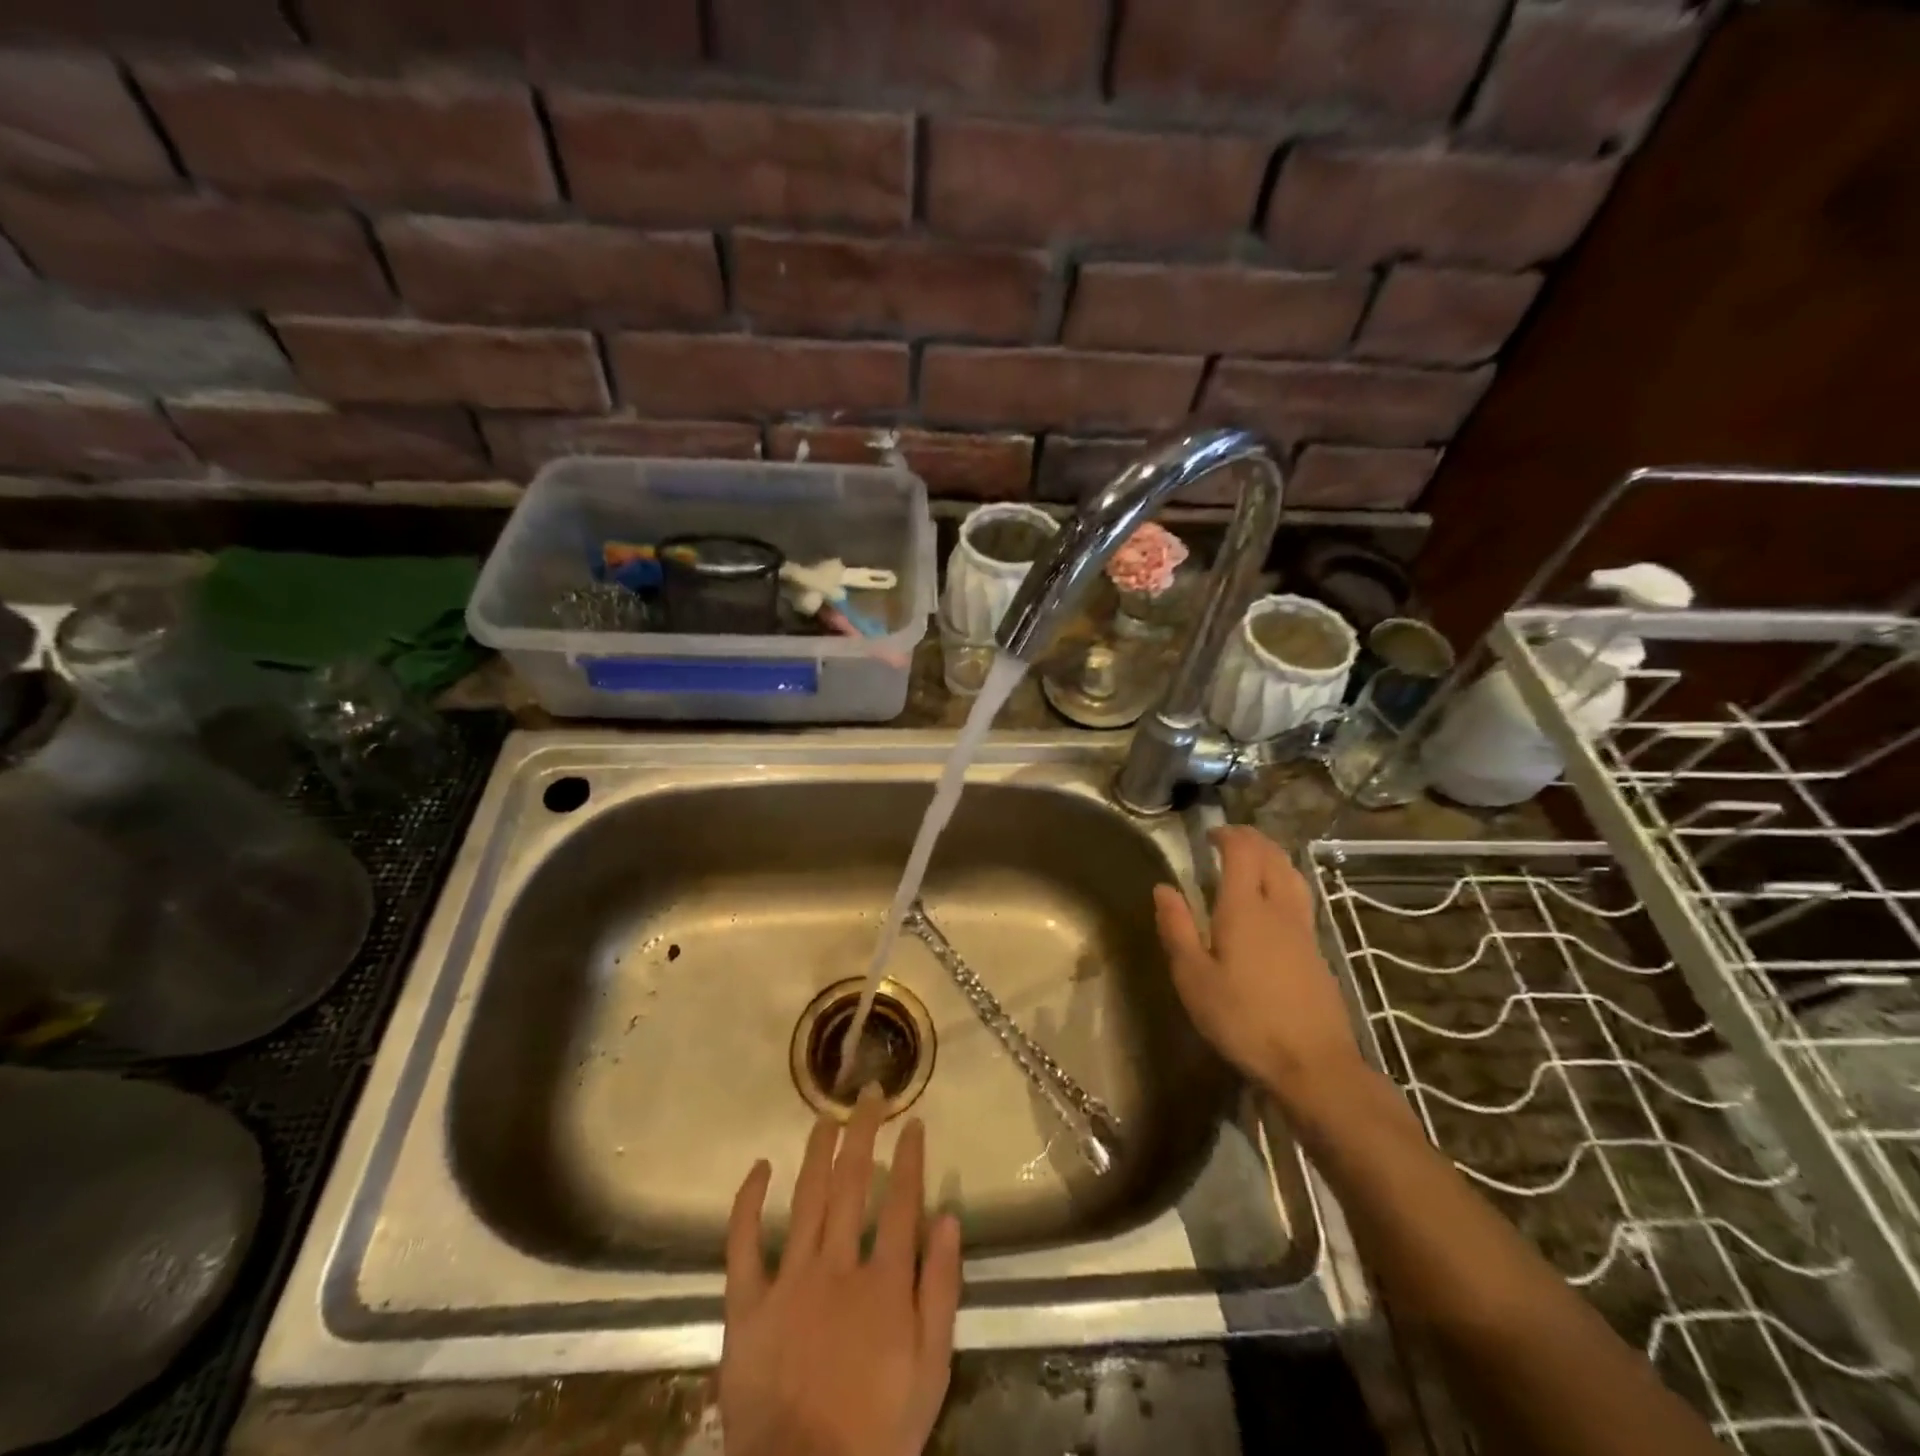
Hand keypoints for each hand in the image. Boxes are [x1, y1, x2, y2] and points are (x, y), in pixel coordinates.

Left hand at [721, 1087, 962, 1455]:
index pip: (901, 1201)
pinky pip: (744, 1244)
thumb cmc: (878, 1428)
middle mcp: (838, 1267)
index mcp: (884, 1283)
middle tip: (868, 1094)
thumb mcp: (931, 1369)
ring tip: (826, 1116)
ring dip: (817, 1151)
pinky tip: (760, 1167)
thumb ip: (941, 1290)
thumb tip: (949, 1217)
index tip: (911, 1120)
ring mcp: (790, 1281)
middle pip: (852, 1183)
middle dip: (862, 1133)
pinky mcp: (747, 1305)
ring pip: (806, 1198)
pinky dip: (749, 1202)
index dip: (908, 1157)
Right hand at [1152, 826, 1365, 1106]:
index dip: (1228, 835)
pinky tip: (1274, 902)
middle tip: (1229, 839)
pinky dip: (1285, 882)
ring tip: (1255, 860)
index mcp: (1245, 909)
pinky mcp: (1318, 953)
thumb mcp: (1194, 978)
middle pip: (1272, 857)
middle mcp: (1278, 909)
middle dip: (1252, 840)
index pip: (1242, 853)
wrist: (1313, 1064)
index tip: (1210, 834)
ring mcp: (1304, 931)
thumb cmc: (1243, 1019)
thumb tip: (1163, 888)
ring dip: (1273, 857)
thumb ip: (1177, 929)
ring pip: (1293, 876)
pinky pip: (1301, 899)